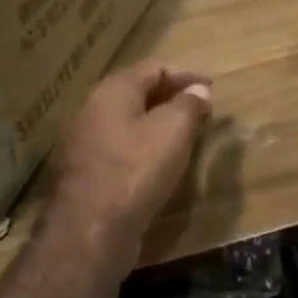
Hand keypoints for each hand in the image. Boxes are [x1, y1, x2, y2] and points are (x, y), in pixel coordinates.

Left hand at [51, 59, 212, 256]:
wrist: (91, 229)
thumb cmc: (136, 170)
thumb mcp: (173, 131)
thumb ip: (189, 105)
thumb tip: (199, 90)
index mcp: (113, 91)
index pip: (154, 68)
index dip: (186, 74)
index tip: (212, 86)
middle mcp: (94, 110)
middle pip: (137, 92)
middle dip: (171, 96)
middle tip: (201, 108)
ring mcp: (86, 142)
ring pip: (128, 121)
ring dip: (158, 123)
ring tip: (186, 134)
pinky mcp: (87, 172)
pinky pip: (121, 147)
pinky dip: (145, 146)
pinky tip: (161, 162)